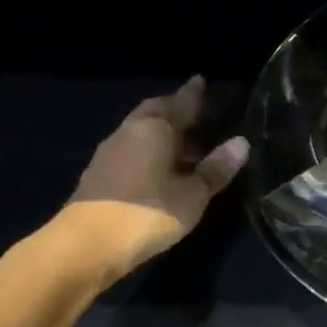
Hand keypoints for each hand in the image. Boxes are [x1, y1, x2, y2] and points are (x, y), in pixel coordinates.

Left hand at [62, 76, 249, 281]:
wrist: (85, 246)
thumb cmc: (148, 212)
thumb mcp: (193, 194)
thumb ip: (217, 168)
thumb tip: (241, 142)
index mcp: (155, 128)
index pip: (180, 102)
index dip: (193, 93)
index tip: (202, 80)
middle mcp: (130, 131)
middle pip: (155, 110)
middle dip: (174, 107)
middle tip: (196, 111)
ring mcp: (110, 152)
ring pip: (140, 129)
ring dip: (161, 130)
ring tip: (184, 142)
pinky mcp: (99, 174)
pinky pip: (130, 148)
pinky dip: (148, 148)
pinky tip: (160, 165)